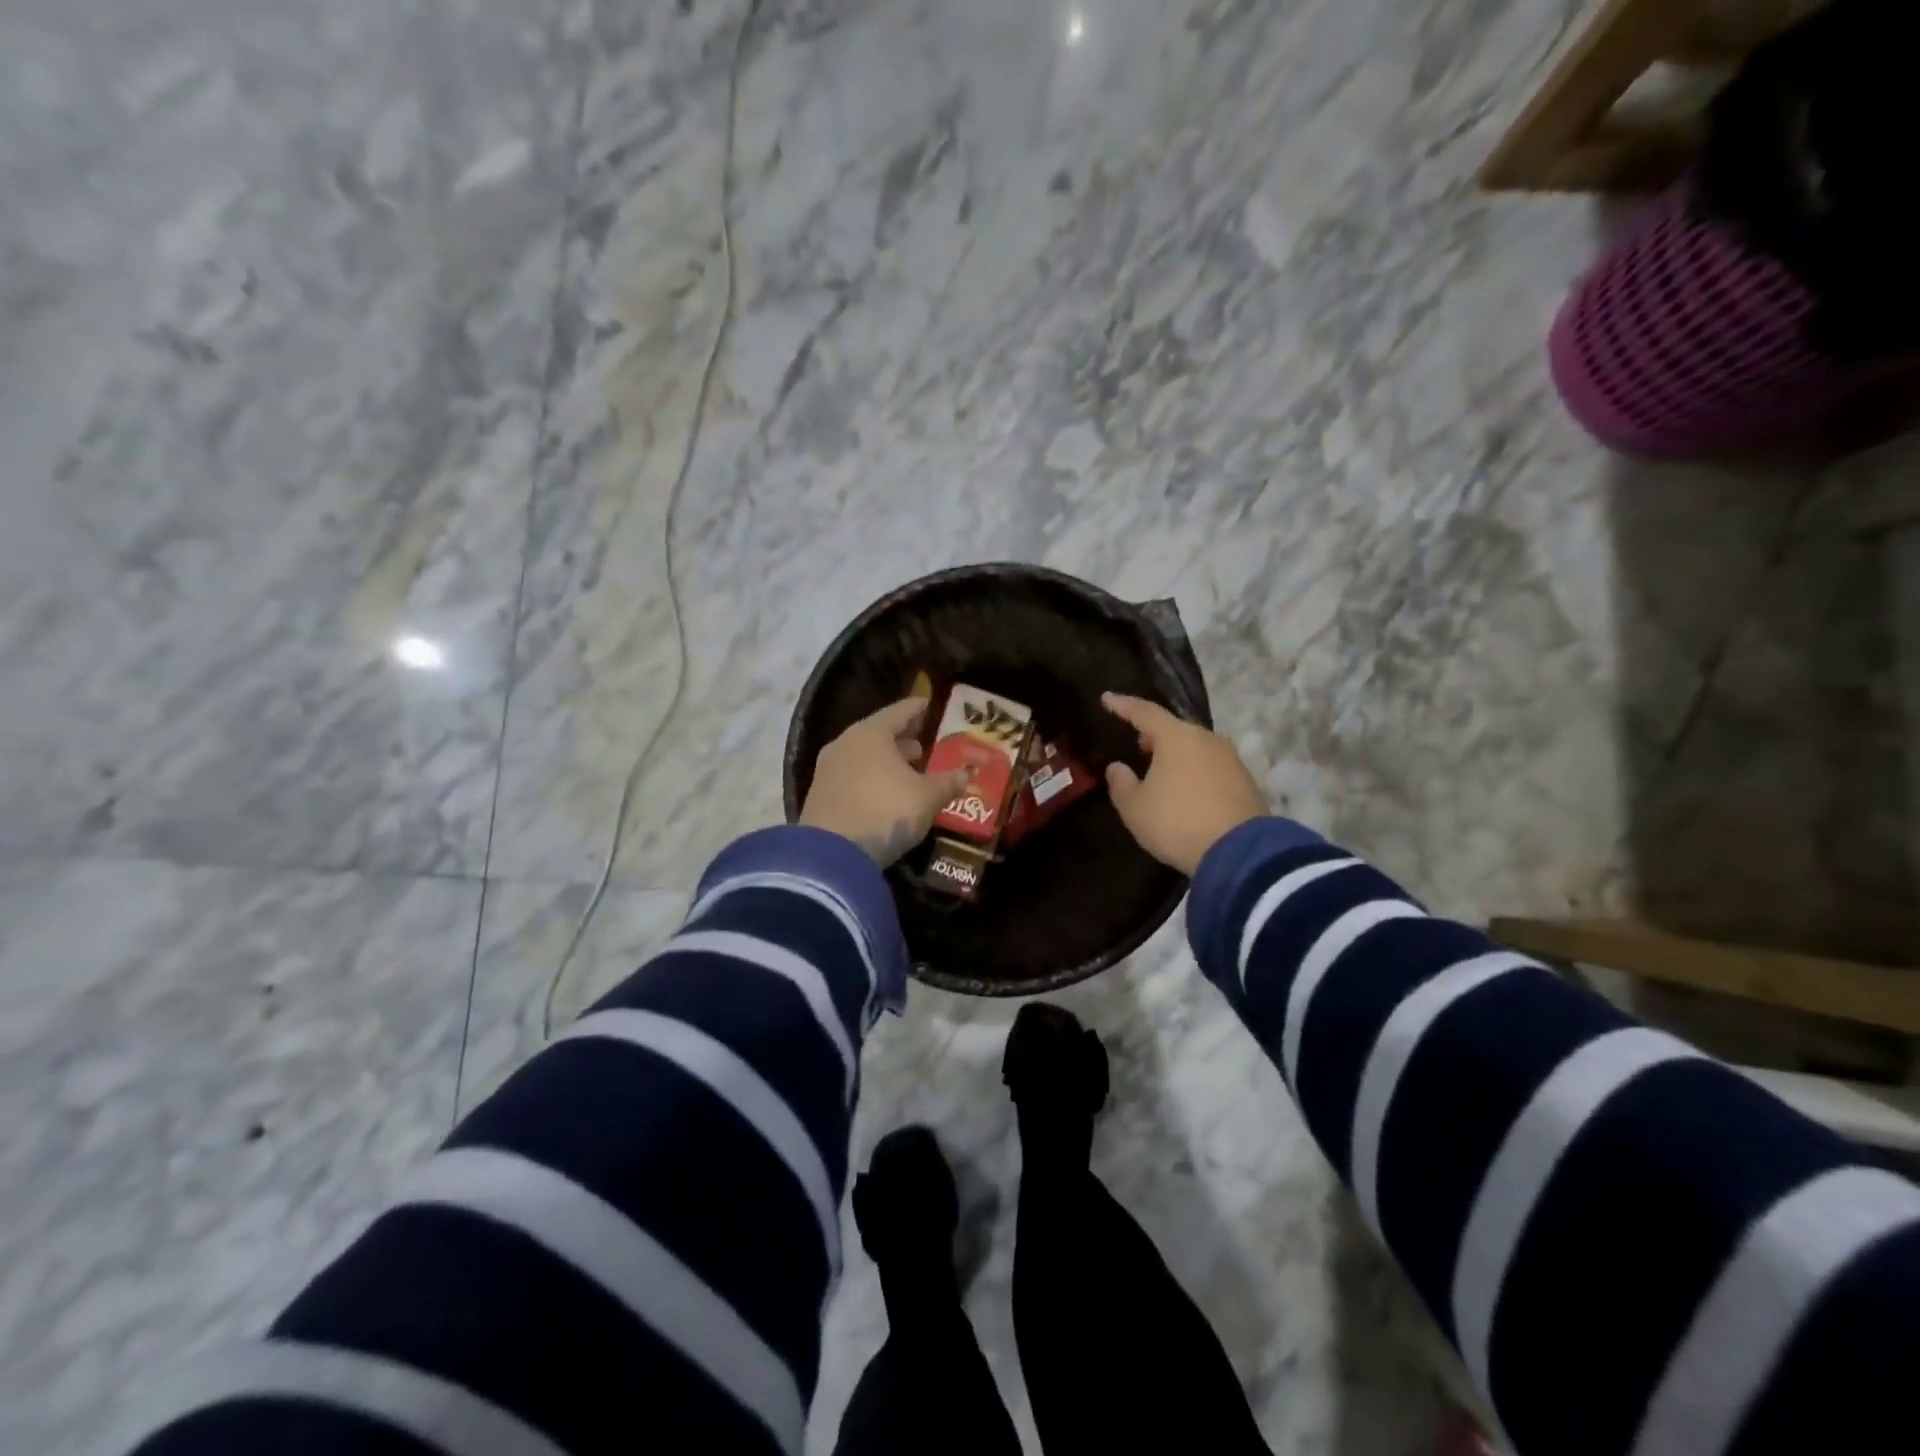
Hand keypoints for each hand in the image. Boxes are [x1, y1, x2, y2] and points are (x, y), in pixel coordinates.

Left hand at [800, 698, 972, 865]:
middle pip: (877, 734)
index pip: (898, 712)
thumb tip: (964, 774)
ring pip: (862, 757)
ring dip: (885, 762)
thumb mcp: (926, 798)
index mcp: (871, 734)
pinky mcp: (819, 795)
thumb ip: (947, 783)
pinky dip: (870, 779)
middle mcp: (845, 744)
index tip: (928, 704)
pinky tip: (884, 794)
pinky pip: (851, 777)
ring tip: (907, 773)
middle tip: (922, 747)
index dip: (916, 709)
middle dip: (901, 740)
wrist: (832, 854)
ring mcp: (828, 770)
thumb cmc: (886, 811)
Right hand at [1101, 693, 1266, 875]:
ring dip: (1175, 756)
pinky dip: (1194, 772)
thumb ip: (1121, 784)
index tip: (1107, 699)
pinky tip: (1185, 790)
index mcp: (1176, 737)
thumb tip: (1118, 768)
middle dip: (1153, 734)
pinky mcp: (1245, 781)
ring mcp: (1230, 759)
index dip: (1123, 705)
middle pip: (1174, 729)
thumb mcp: (1135, 808)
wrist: (1240, 853)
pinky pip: (1210, 768)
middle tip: (1136, 745)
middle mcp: (1206, 739)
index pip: (1144, 712)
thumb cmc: (1177, 822)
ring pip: (1195, 748)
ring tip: (1159, 772)